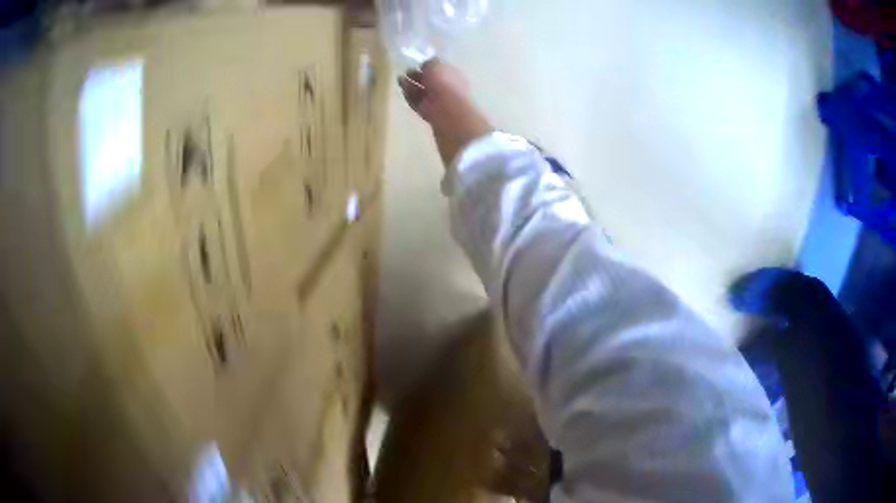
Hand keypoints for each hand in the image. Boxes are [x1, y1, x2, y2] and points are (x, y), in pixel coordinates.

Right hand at [399, 60, 493, 166]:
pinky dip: (411, 97)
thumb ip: (430, 64)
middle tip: (404, 72)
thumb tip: (425, 65)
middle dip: (418, 76)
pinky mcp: (431, 115)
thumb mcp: (437, 67)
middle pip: (431, 81)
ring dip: (412, 86)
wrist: (450, 117)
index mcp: (453, 75)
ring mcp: (439, 103)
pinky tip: (403, 92)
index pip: (440, 68)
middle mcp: (448, 88)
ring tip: (399, 80)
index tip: (415, 64)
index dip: (428, 65)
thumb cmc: (446, 86)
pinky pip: (419, 103)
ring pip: (424, 92)